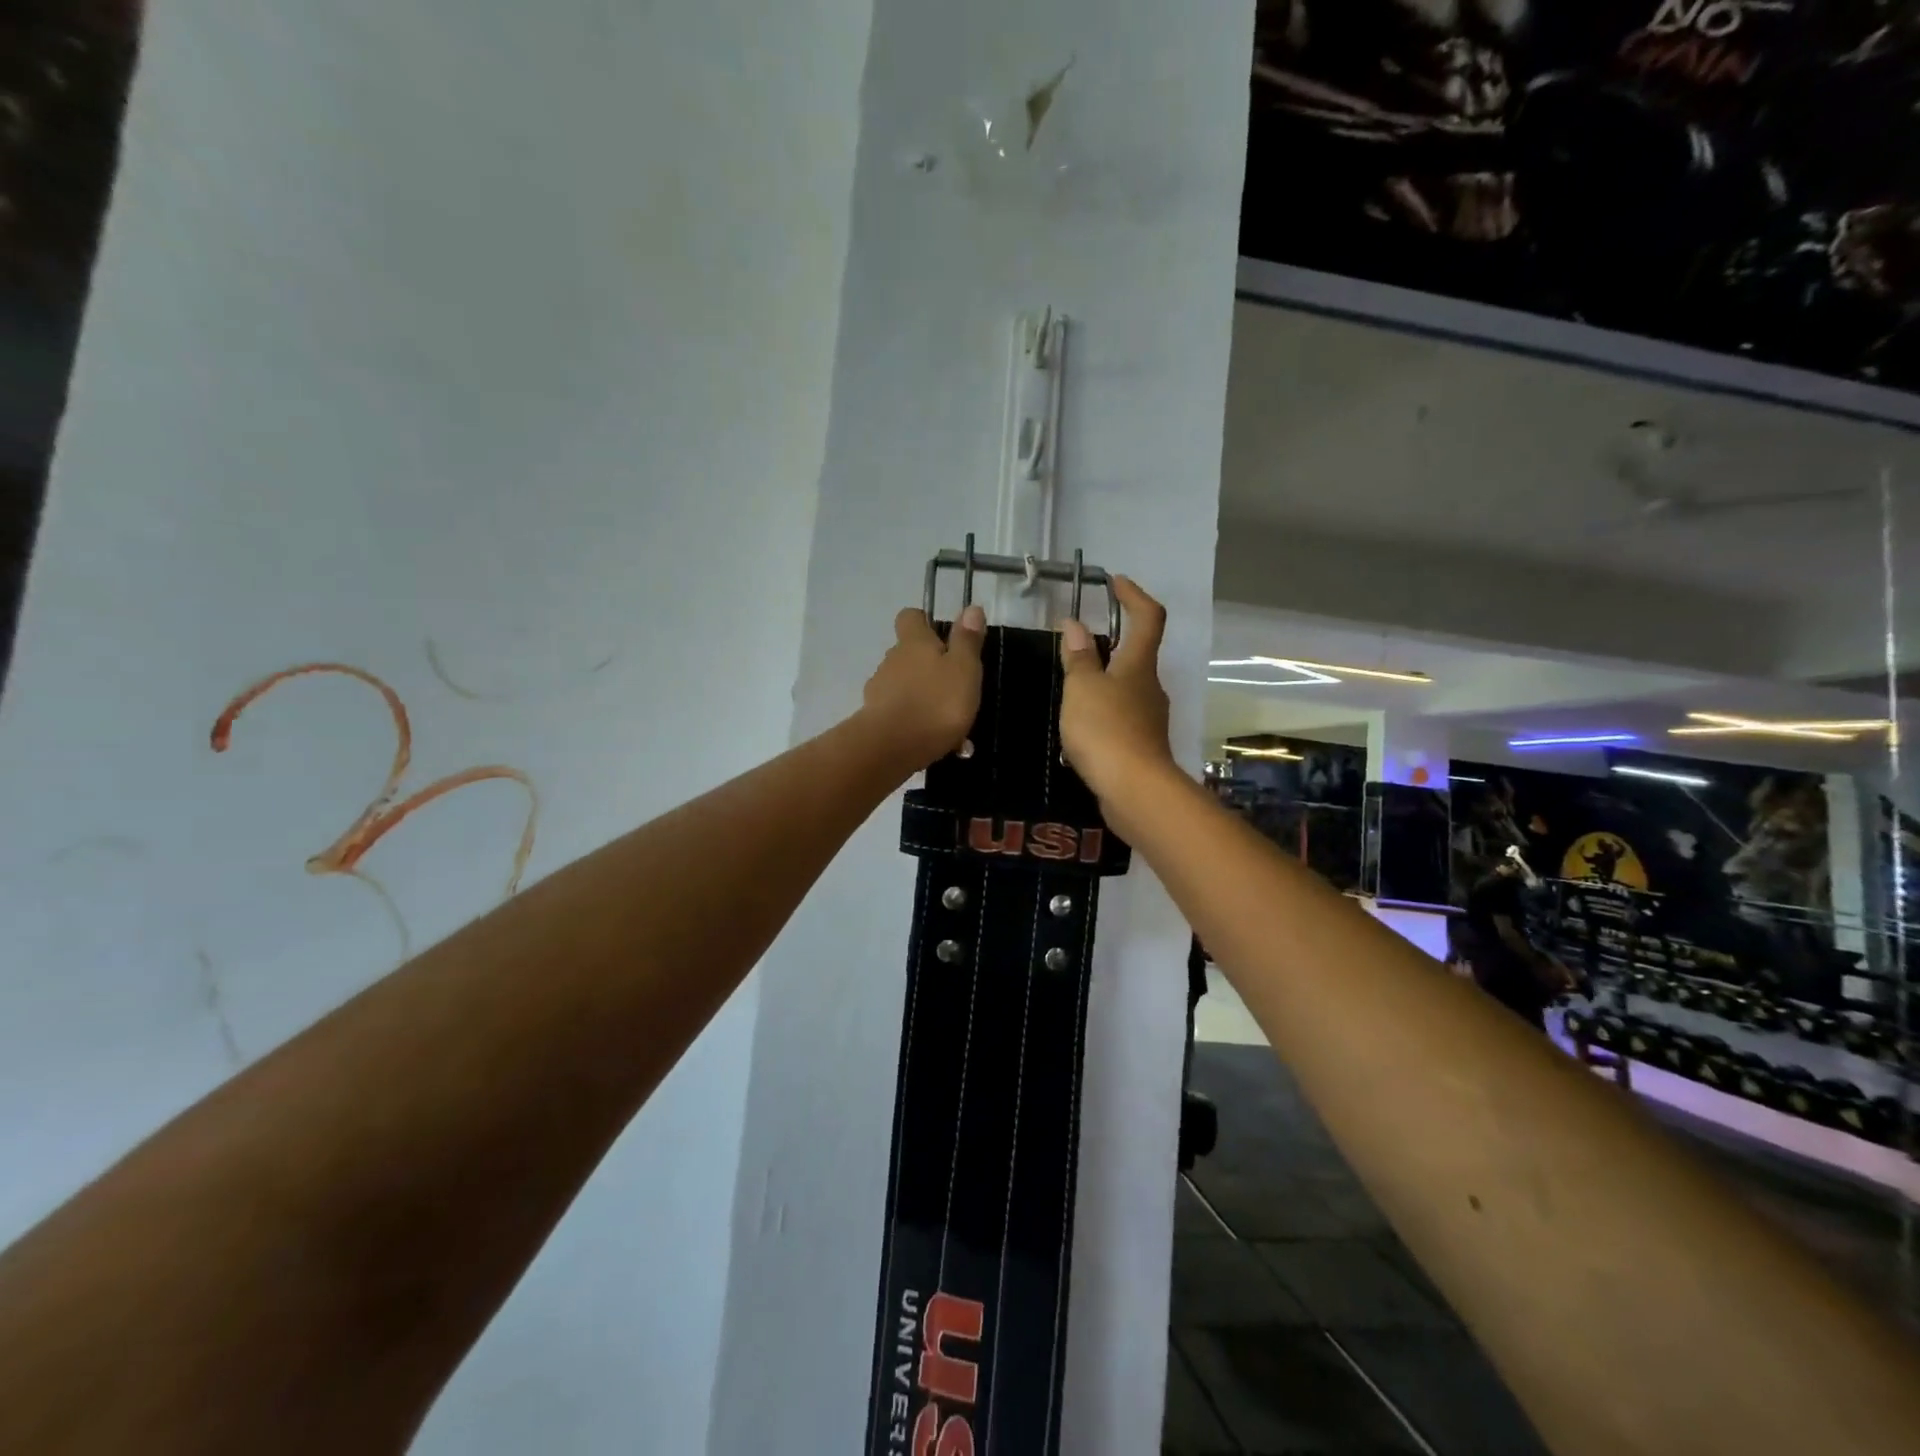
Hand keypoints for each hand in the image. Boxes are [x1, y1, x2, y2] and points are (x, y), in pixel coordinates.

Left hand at [863, 603, 986, 768]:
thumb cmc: (935, 703)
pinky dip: (916, 723)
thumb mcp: (963, 669)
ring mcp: (879, 690)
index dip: (923, 622)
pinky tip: (937, 743)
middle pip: (908, 654)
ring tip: (951, 724)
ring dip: (924, 698)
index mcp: (914, 642)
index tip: (941, 635)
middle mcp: (891, 660)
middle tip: (955, 686)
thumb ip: (967, 640)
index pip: (910, 617)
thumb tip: (971, 607)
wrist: (891, 748)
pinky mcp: (875, 719)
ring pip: (905, 687)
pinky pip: (901, 715)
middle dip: (928, 666)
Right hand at [1058, 576, 1173, 805]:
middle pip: (1137, 655)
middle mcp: (1150, 687)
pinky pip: (1121, 718)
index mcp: (1139, 665)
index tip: (1115, 582)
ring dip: (1104, 682)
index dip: (1134, 595)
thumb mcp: (1082, 688)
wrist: (1134, 791)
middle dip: (1112, 643)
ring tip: (1070, 688)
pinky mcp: (1142, 746)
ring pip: (1127, 689)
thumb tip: (1075, 625)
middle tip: (1078, 644)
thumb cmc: (1106, 730)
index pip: (1148, 617)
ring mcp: (1149, 718)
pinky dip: (1102, 713)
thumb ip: (1079, 657)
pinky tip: (1080, 727)